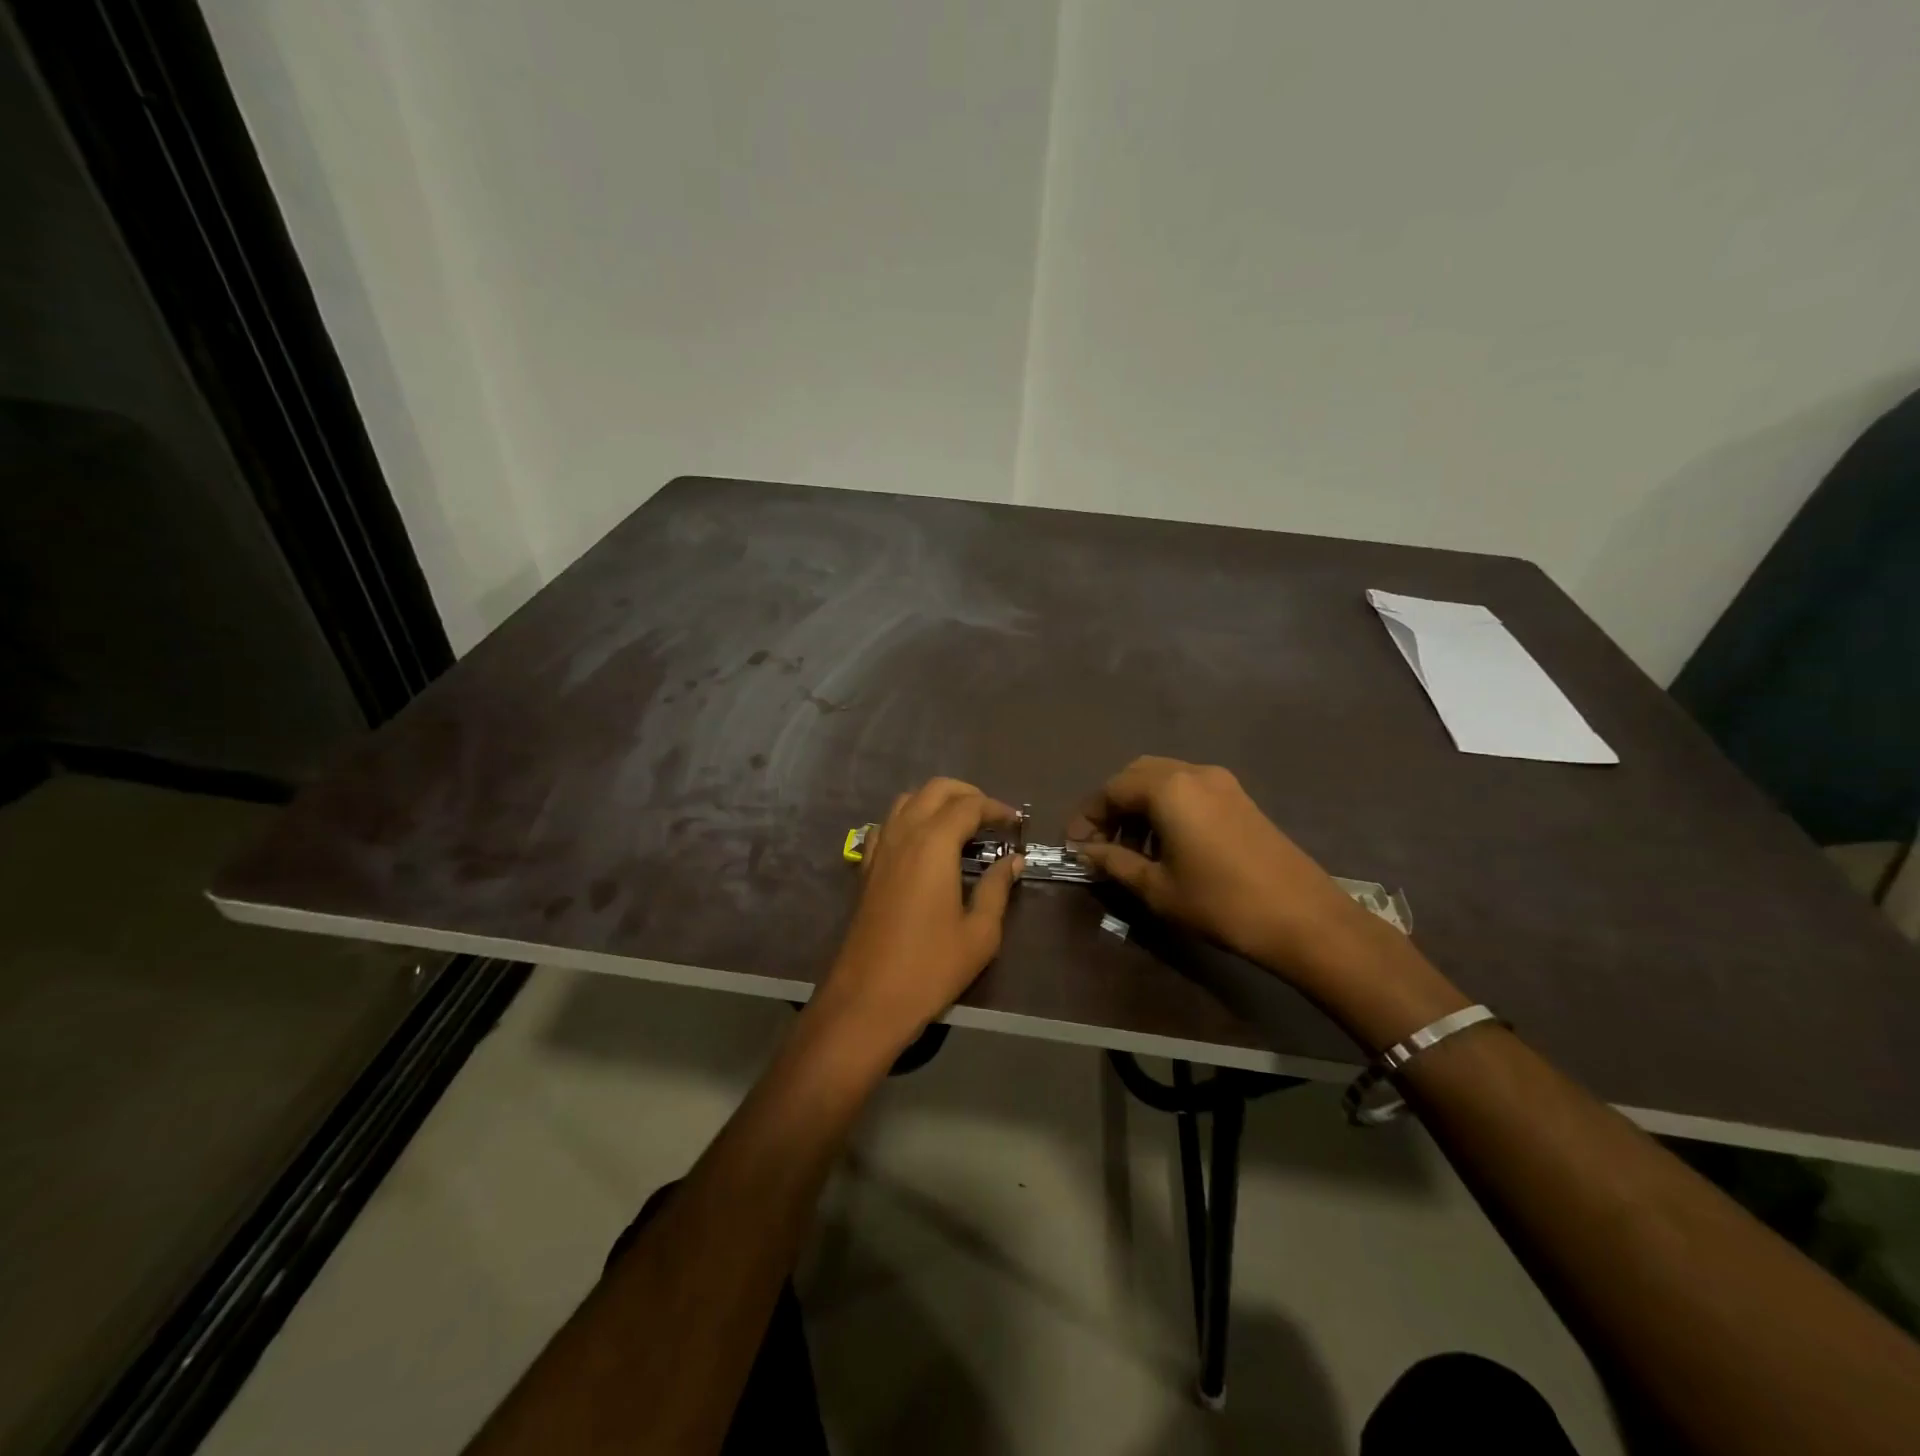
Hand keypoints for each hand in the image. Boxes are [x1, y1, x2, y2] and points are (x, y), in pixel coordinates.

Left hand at [814, 779, 1022, 1058]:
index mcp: (934, 844)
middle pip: (935, 790)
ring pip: (907, 801)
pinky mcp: (866, 868)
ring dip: (936, 802)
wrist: (868, 998)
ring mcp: (880, 849)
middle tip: (991, 818)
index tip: (1016, 823)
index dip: (996, 808)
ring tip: (961, 827)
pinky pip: (887, 825)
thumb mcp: (979, 932)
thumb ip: (997, 888)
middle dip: (967, 794)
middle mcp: (903, 834)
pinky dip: (909, 820)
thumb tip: (1012, 861)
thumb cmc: (931, 967)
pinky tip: (923, 846)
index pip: (968, 805)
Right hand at [1070, 756, 1372, 981]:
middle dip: (1112, 805)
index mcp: (1169, 788)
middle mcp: (1194, 772)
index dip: (1087, 816)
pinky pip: (1189, 789)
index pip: (1112, 789)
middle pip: (1137, 775)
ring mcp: (1222, 783)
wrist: (1304, 918)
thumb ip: (1114, 862)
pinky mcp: (1240, 798)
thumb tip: (1085, 852)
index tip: (1074, 846)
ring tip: (1131, 849)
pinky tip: (1167, 845)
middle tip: (1100, 842)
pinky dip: (1167, 807)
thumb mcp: (1157, 887)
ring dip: (1140, 806)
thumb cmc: (1221, 903)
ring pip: (1164, 779)